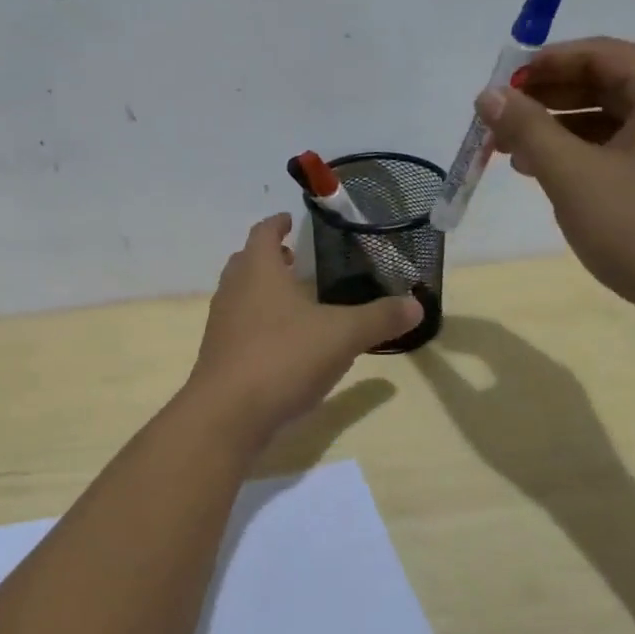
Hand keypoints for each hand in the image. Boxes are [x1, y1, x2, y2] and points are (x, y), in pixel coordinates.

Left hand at [183, 214, 422, 440]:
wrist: (228, 413)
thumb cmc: (283, 357)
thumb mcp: (342, 335)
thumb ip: (379, 318)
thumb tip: (416, 304)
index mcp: (258, 270)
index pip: (263, 232)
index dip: (277, 223)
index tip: (290, 220)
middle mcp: (233, 289)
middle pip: (246, 261)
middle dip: (269, 256)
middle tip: (294, 259)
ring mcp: (221, 323)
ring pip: (240, 293)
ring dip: (262, 290)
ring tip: (293, 300)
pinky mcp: (218, 354)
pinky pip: (239, 325)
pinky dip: (258, 322)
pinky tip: (283, 343)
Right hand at [477, 38, 634, 351]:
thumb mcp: (573, 176)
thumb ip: (527, 129)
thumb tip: (489, 95)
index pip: (596, 53)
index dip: (539, 67)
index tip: (495, 90)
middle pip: (605, 83)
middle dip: (545, 101)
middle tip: (496, 124)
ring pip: (613, 119)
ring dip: (560, 130)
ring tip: (512, 154)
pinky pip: (627, 148)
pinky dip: (585, 155)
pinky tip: (550, 176)